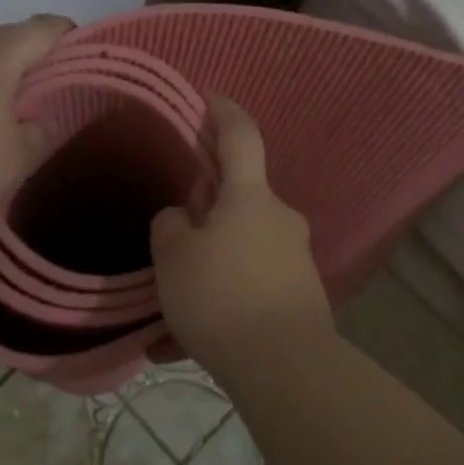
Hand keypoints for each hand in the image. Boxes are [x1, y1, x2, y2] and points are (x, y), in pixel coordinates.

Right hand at [150, 95, 332, 376]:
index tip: (209, 96)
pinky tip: (184, 346)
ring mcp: (292, 259)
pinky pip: (246, 288)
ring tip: (166, 321)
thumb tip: (183, 220)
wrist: (286, 369)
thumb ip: (170, 226)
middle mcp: (277, 219)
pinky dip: (218, 305)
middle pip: (234, 199)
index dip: (223, 111)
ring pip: (236, 251)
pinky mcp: (297, 297)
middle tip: (170, 245)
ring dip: (205, 270)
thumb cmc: (221, 297)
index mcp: (250, 197)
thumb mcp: (173, 257)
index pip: (239, 136)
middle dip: (202, 213)